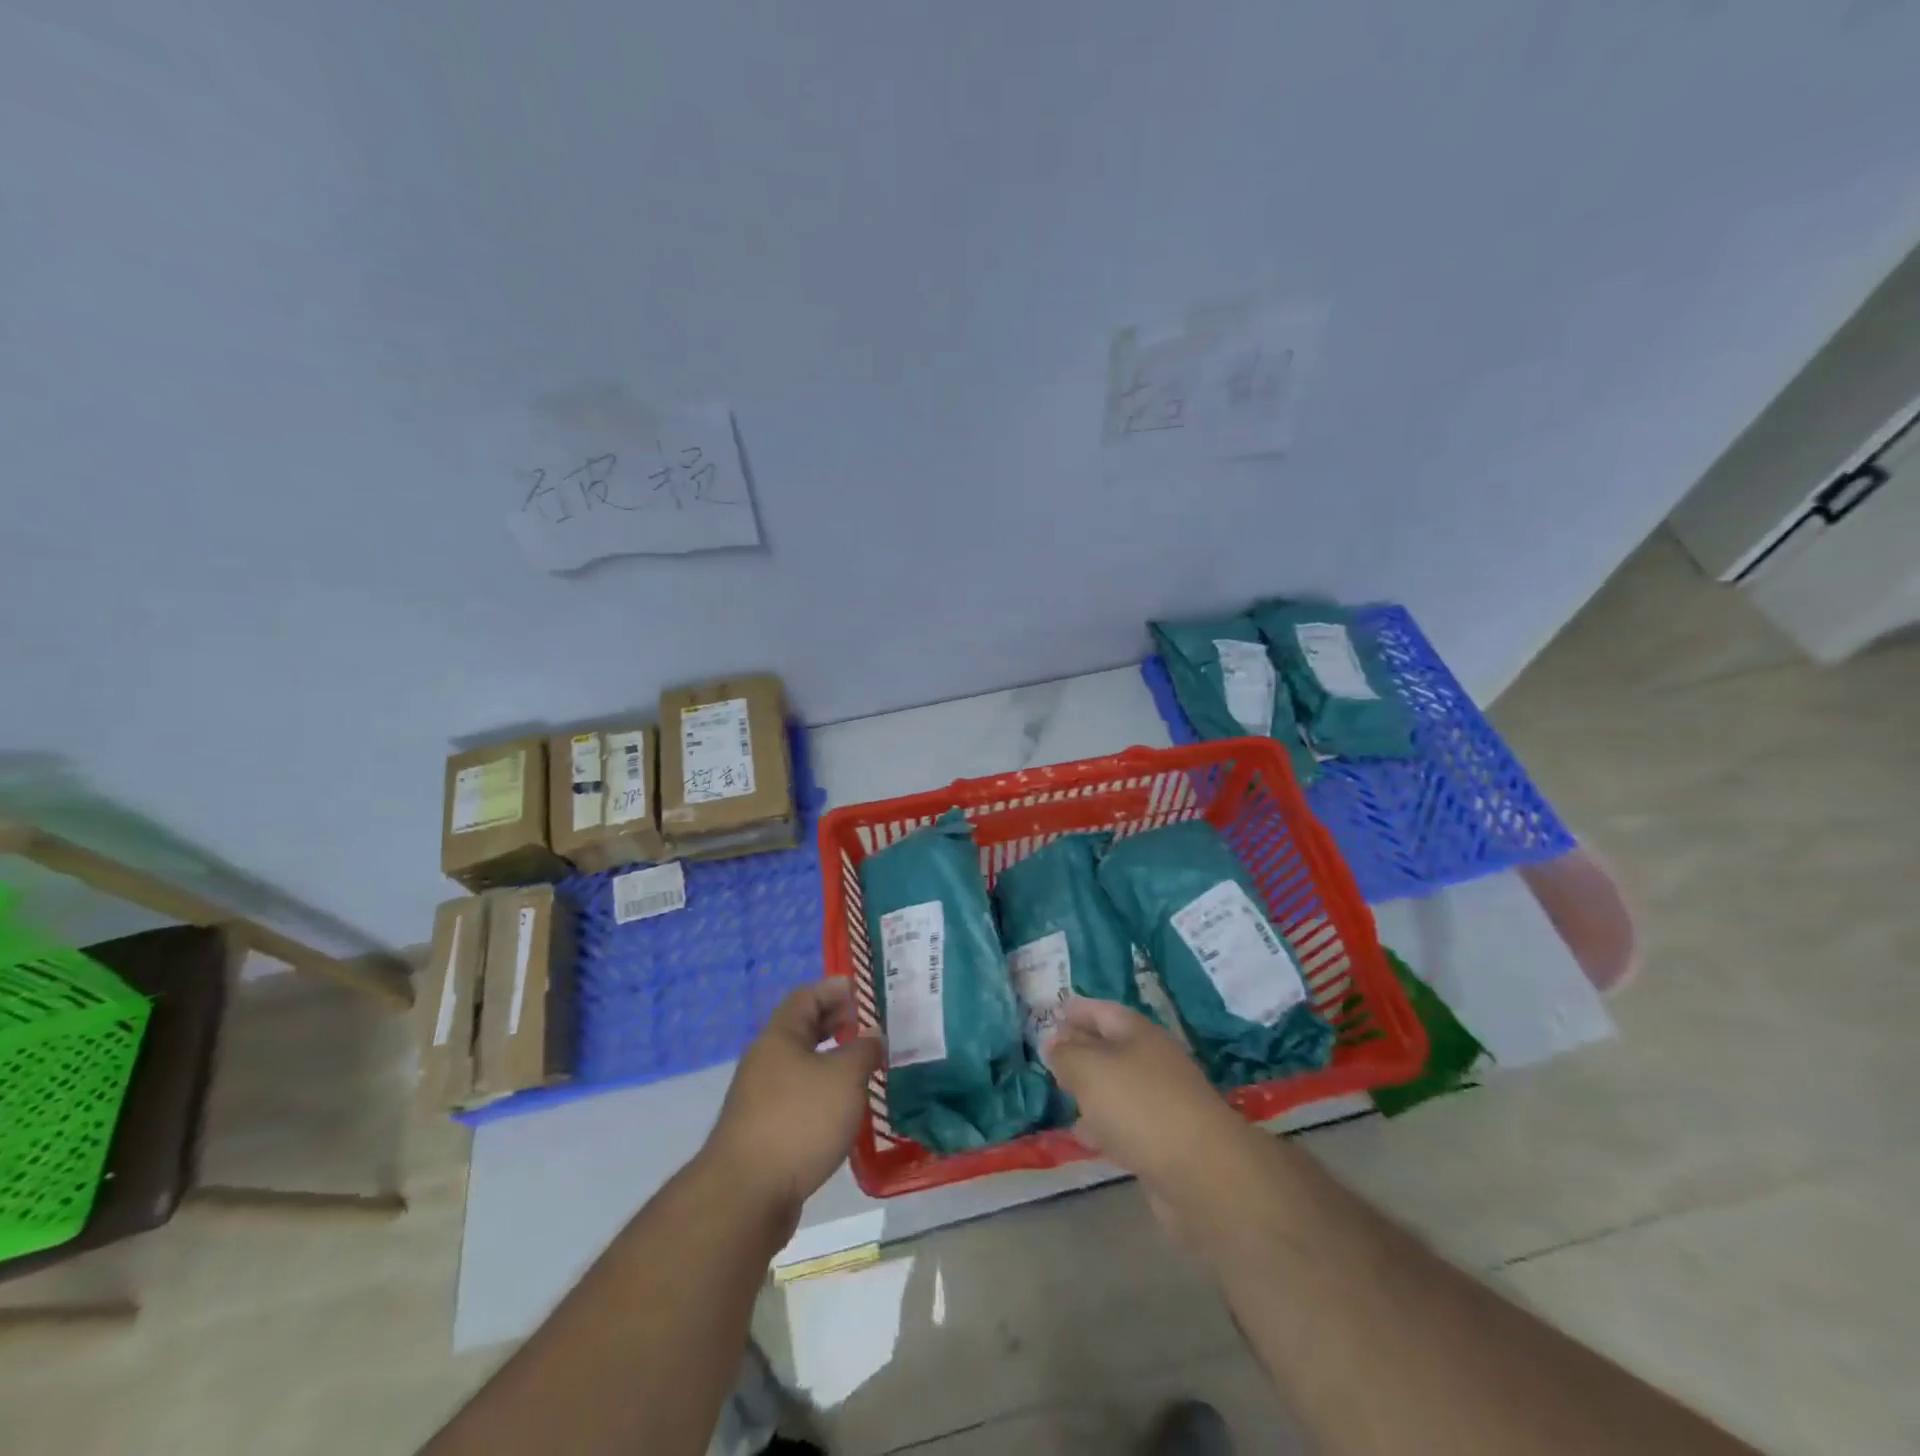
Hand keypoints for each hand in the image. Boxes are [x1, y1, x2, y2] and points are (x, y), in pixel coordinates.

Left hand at [704, 979, 883, 1229]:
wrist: (746, 1195)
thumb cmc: (799, 1121)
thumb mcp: (845, 1078)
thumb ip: (864, 1051)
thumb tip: (873, 1037)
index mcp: (780, 1036)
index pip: (807, 996)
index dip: (834, 989)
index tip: (863, 989)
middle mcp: (766, 1060)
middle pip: (803, 1029)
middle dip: (836, 1023)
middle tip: (870, 1025)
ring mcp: (761, 1097)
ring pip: (802, 1065)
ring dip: (832, 1061)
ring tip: (865, 1067)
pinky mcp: (765, 1131)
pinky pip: (799, 1097)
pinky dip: (823, 1093)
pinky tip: (845, 1109)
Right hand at [1048, 997, 1247, 1193]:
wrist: (1202, 1173)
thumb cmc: (1139, 1105)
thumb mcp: (1089, 1069)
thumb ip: (1066, 1054)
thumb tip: (1055, 1043)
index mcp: (1139, 1033)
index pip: (1103, 1011)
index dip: (1077, 1010)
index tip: (1053, 1012)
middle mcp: (1153, 1061)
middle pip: (1112, 1047)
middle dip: (1082, 1048)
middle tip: (1051, 1054)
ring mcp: (1163, 1102)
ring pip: (1118, 1086)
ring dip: (1092, 1089)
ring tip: (1061, 1094)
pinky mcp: (1165, 1141)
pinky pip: (1126, 1123)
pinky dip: (1104, 1125)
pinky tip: (1085, 1137)